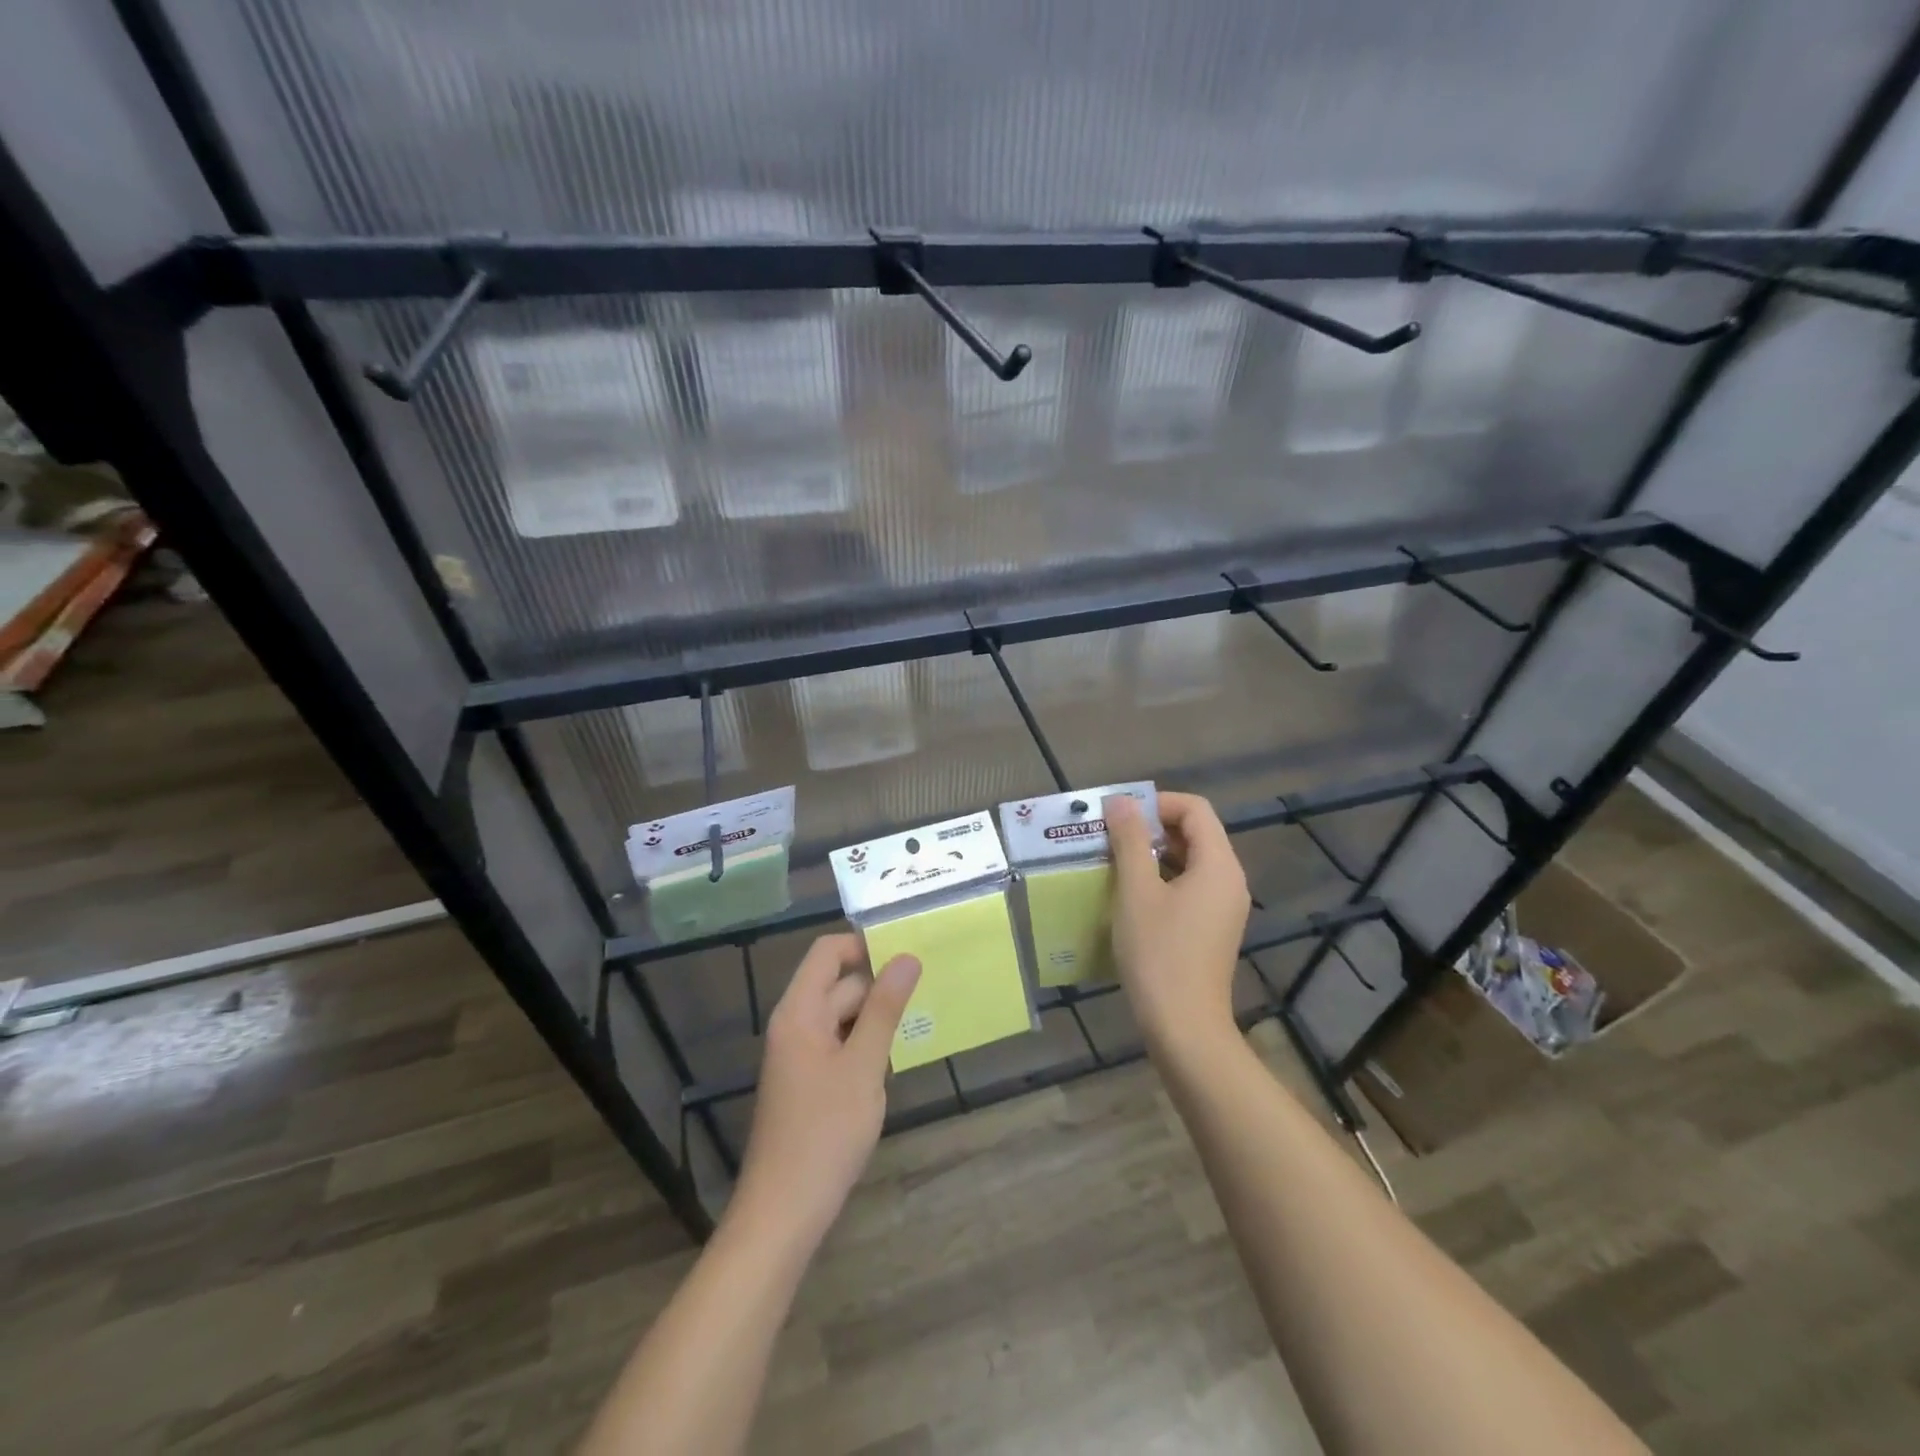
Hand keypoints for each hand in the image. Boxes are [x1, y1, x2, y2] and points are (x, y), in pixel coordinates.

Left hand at [734, 934, 920, 1246]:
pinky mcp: (808, 1081)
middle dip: (880, 983)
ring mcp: (800, 1054)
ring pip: (843, 1016)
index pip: (828, 952)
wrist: (784, 1212)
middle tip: (930, 984)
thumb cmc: (824, 1133)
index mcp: (799, 1011)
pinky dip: (866, 1043)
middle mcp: (795, 1024)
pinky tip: (896, 1057)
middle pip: (838, 983)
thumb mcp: (863, 1065)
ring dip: (876, 1016)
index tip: (907, 949)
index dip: (864, 944)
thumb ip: (885, 1008)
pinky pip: (840, 1043)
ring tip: (922, 1016)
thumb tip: (906, 957)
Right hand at [1105, 791, 1250, 1057]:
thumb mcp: (1136, 891)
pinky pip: (1190, 886)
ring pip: (1191, 860)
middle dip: (1152, 827)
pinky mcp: (1213, 928)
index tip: (1119, 816)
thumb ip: (1130, 840)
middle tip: (1111, 836)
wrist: (1184, 1027)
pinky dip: (1162, 878)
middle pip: (1195, 832)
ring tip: (1114, 862)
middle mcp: (1229, 880)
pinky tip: (1130, 895)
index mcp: (1219, 864)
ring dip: (1154, 854)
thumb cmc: (1158, 953)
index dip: (1157, 803)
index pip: (1194, 809)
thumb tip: (1121, 801)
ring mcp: (1224, 907)